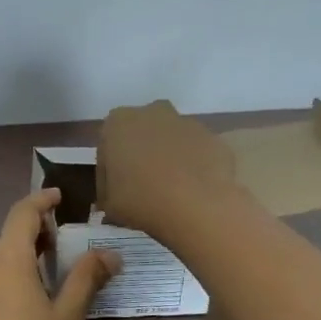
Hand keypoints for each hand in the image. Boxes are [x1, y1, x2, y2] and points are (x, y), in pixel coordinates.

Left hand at [0, 189, 120, 319]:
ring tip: (41, 284)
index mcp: (4, 260)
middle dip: (33, 239)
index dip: (41, 201)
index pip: (22, 214)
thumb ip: (86, 276)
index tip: (58, 196)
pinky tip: (15, 314)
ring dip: (15, 265)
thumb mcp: (68, 316)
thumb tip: (110, 253)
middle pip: (6, 241)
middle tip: (60, 249)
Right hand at [97, 100, 237, 244]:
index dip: (108, 173)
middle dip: (139, 156)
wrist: (198, 207)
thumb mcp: (110, 205)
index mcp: (118, 123)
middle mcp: (152, 113)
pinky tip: (191, 192)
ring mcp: (186, 123)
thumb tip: (112, 200)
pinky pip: (195, 152)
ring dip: (167, 159)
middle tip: (139, 187)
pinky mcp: (213, 138)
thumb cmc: (142, 200)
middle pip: (140, 135)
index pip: (107, 148)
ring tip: (168, 192)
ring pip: (170, 140)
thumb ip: (108, 195)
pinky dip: (192, 167)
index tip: (113, 194)